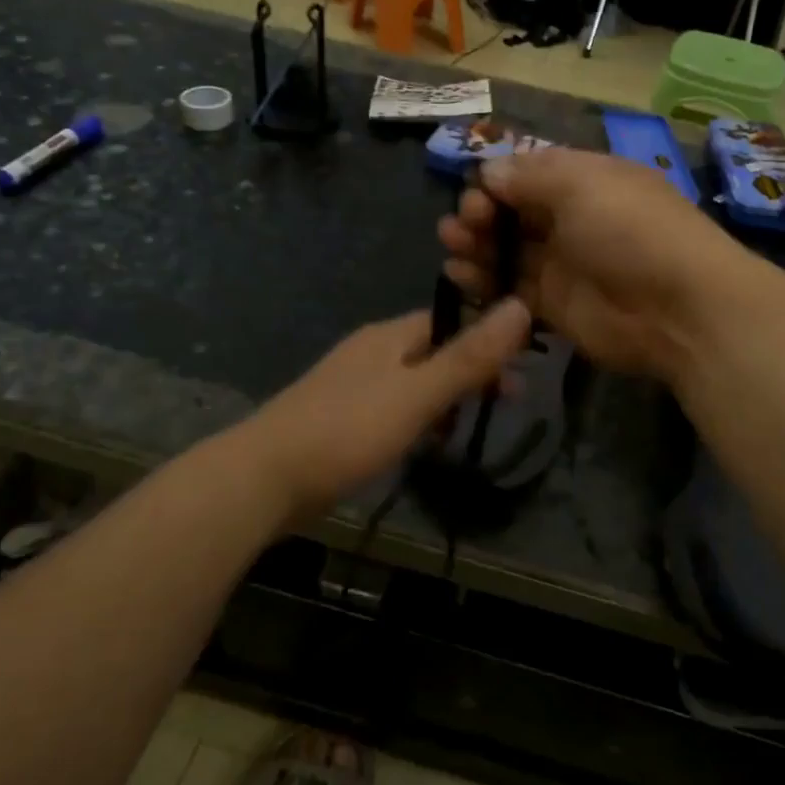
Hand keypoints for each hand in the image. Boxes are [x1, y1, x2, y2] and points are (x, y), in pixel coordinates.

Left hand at [251, 299, 532, 514]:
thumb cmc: (348, 430)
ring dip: (445, 398)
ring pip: (413, 381)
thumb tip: (520, 306)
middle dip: (470, 372)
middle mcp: (371, 351)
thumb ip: (469, 357)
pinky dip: (416, 419)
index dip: (487, 340)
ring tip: (466, 428)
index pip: (450, 321)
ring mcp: (351, 385)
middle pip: (433, 350)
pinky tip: (422, 444)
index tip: (521, 370)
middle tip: (506, 401)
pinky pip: (392, 407)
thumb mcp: (418, 394)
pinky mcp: (339, 417)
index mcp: (389, 336)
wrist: (263, 478)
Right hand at [437, 149, 746, 379]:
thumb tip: (489, 173)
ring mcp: (562, 265)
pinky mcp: (554, 306)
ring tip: (451, 247)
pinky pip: (509, 289)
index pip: (528, 174)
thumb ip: (529, 176)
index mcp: (584, 181)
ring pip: (506, 250)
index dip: (496, 181)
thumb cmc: (630, 230)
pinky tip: (458, 275)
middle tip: (462, 225)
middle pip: (512, 212)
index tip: (476, 193)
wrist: (677, 309)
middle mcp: (571, 220)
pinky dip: (482, 281)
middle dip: (480, 213)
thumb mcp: (581, 183)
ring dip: (474, 245)